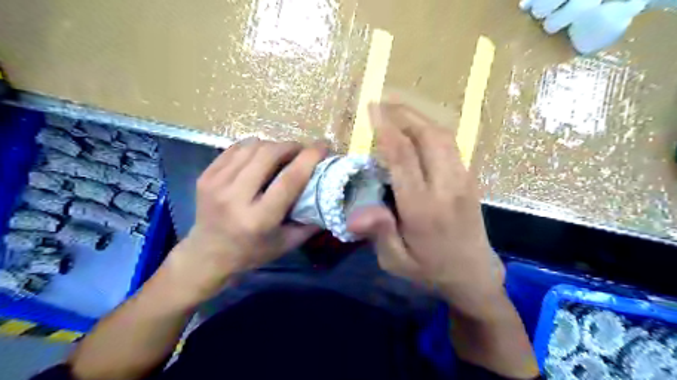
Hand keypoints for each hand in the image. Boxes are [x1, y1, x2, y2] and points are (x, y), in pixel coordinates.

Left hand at [160, 137, 324, 303]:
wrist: (207, 255)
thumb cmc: (252, 252)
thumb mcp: (287, 243)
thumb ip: (311, 222)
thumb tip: (330, 197)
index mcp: (259, 218)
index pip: (289, 179)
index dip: (309, 158)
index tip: (323, 146)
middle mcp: (235, 197)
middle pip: (269, 154)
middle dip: (291, 146)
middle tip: (302, 151)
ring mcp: (216, 183)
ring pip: (252, 146)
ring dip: (273, 145)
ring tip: (282, 154)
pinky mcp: (205, 175)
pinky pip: (235, 149)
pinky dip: (254, 148)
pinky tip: (260, 157)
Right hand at [352, 102, 504, 318]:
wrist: (474, 275)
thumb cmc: (429, 269)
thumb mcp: (396, 261)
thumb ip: (379, 233)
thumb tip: (354, 214)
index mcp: (423, 208)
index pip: (404, 157)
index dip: (387, 128)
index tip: (372, 109)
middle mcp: (446, 187)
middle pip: (428, 136)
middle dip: (404, 113)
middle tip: (383, 101)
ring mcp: (463, 180)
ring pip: (443, 136)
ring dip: (419, 117)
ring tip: (397, 108)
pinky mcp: (469, 179)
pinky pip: (451, 144)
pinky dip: (432, 129)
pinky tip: (418, 127)